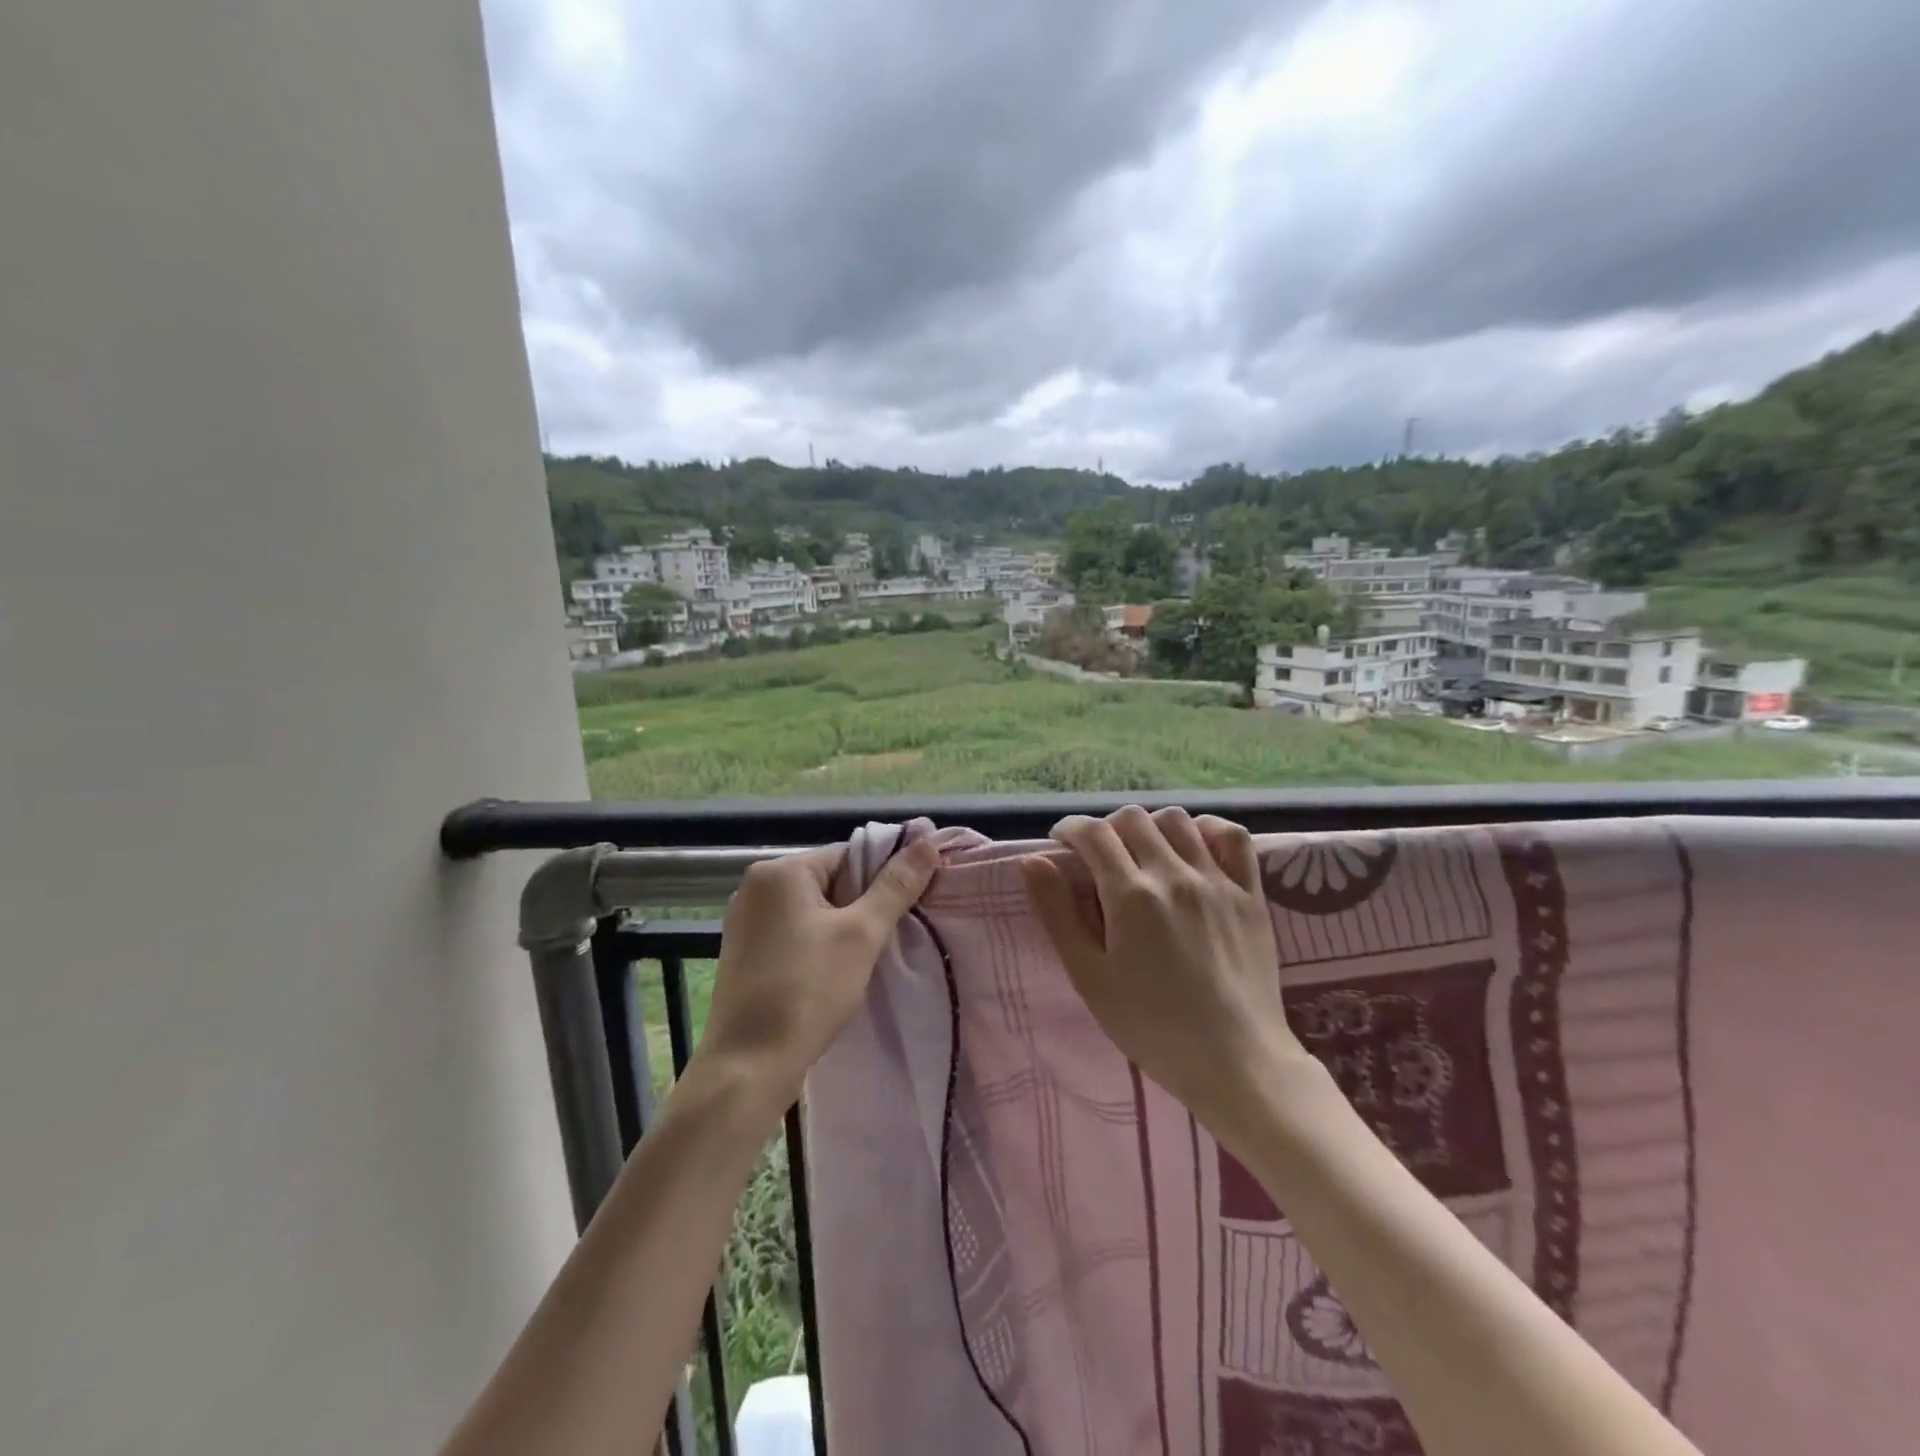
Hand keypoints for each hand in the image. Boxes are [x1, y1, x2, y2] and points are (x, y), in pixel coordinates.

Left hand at [693, 839, 940, 1107]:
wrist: (749, 1067)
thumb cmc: (808, 991)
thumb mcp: (862, 935)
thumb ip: (896, 886)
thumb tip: (928, 842)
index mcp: (780, 870)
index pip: (848, 856)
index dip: (882, 878)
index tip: (907, 908)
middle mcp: (755, 886)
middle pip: (829, 880)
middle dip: (861, 905)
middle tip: (887, 937)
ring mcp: (744, 919)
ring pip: (812, 909)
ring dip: (840, 927)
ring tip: (863, 958)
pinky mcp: (743, 951)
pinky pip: (792, 931)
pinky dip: (816, 943)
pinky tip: (831, 972)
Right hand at [1020, 806, 1308, 1138]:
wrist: (1234, 1062)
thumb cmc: (1150, 1026)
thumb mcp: (1089, 977)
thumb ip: (1058, 913)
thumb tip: (1032, 861)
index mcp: (1131, 895)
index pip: (1093, 834)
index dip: (1070, 829)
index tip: (1062, 842)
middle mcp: (1174, 875)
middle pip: (1132, 819)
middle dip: (1106, 828)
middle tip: (1099, 857)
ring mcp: (1217, 880)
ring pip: (1177, 820)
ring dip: (1150, 827)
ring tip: (1142, 853)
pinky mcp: (1250, 893)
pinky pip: (1231, 836)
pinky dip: (1207, 830)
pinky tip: (1194, 847)